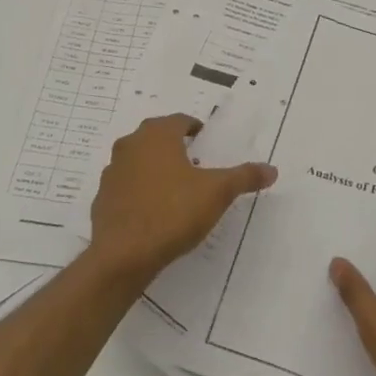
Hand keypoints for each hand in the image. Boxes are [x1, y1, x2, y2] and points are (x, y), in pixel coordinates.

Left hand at [87, 115, 276, 281]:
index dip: (194, 128)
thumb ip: (244, 177)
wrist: (123, 254)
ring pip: (138, 161)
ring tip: (176, 188)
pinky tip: (154, 211)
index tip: (205, 141)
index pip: (178, 120)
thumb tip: (272, 169)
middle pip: (155, 137)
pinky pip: (126, 188)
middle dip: (174, 146)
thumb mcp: (217, 193)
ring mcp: (112, 172)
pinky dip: (139, 192)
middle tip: (194, 162)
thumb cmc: (172, 212)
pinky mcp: (103, 199)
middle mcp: (130, 145)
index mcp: (157, 135)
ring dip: (155, 168)